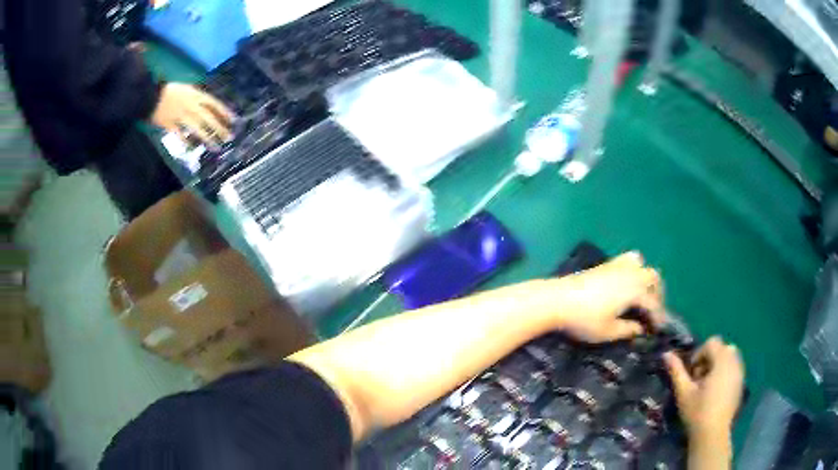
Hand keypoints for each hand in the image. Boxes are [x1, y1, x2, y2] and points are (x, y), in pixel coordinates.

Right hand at [151, 83, 234, 147]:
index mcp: (195, 95)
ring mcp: (180, 116)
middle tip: (229, 137)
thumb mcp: (186, 89)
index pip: (214, 103)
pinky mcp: (170, 125)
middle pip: (208, 118)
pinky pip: (181, 135)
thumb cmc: (168, 91)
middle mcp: (190, 105)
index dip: (224, 112)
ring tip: (216, 147)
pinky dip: (187, 142)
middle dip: (220, 128)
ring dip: (208, 138)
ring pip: (197, 129)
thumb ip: (196, 98)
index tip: (234, 120)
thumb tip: (208, 107)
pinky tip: (193, 148)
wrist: (149, 96)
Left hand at [552, 252, 665, 342]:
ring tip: (643, 296)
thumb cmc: (584, 319)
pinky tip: (628, 282)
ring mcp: (618, 266)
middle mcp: (631, 274)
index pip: (653, 304)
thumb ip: (628, 330)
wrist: (557, 299)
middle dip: (657, 295)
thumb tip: (640, 329)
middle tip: (652, 312)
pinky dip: (635, 268)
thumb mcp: (608, 332)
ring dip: (648, 280)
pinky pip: (628, 259)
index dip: (657, 318)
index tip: (657, 330)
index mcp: (635, 291)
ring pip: (643, 266)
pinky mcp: (606, 264)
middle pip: (653, 278)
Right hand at [664, 337, 744, 441]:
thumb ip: (677, 371)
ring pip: (730, 358)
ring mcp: (740, 373)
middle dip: (710, 359)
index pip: (712, 342)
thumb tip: (666, 354)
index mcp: (722, 359)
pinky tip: (715, 394)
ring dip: (718, 366)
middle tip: (699, 380)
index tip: (692, 374)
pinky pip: (734, 369)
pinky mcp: (741, 384)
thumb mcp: (684, 391)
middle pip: (723, 348)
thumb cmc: (698, 411)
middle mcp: (735, 361)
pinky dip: (725, 374)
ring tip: (707, 387)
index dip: (699, 355)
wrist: (712, 434)